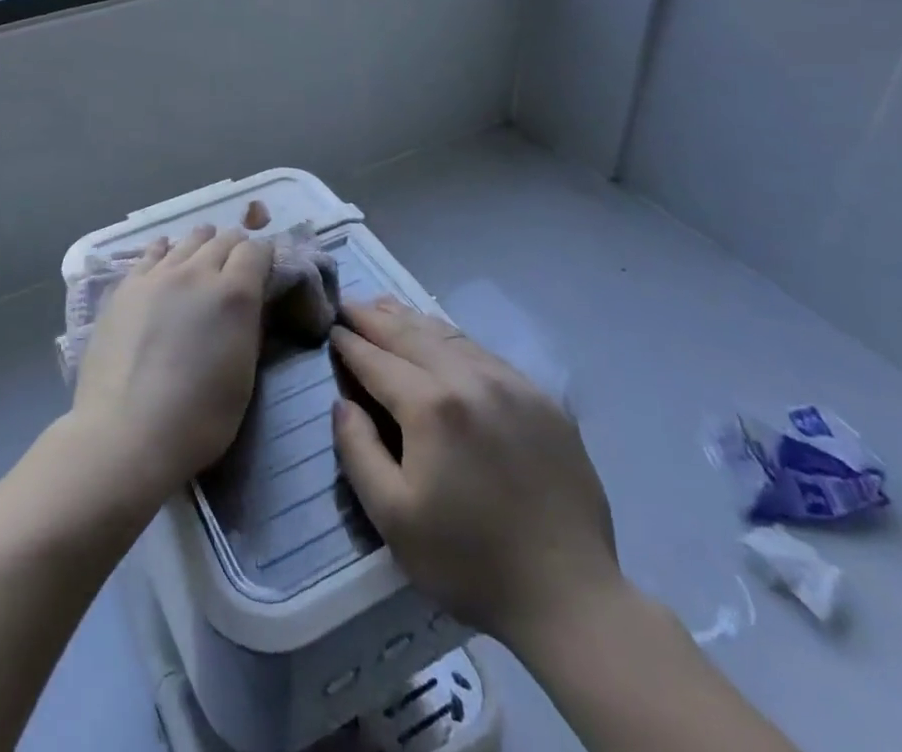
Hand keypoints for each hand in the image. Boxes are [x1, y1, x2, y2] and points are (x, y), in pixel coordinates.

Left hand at [69, 226, 273, 504]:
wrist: (126, 433)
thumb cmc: (198, 419)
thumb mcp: (244, 377)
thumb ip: (249, 329)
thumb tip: (250, 306)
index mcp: (234, 294)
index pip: (256, 251)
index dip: (264, 257)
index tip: (265, 270)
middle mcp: (197, 272)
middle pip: (223, 240)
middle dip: (235, 249)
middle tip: (236, 267)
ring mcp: (157, 275)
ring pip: (188, 241)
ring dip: (202, 245)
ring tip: (204, 255)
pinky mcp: (126, 286)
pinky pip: (152, 252)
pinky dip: (166, 250)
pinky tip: (165, 254)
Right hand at [330, 298, 621, 651]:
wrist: (570, 596)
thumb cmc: (469, 561)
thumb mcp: (393, 517)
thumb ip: (358, 451)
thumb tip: (342, 404)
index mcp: (430, 405)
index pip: (376, 359)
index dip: (349, 343)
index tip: (331, 328)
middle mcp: (469, 378)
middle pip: (410, 335)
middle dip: (375, 318)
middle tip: (349, 304)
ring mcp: (510, 383)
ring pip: (448, 335)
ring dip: (411, 319)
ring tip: (385, 307)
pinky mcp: (540, 398)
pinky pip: (483, 352)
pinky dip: (450, 337)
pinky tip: (441, 338)